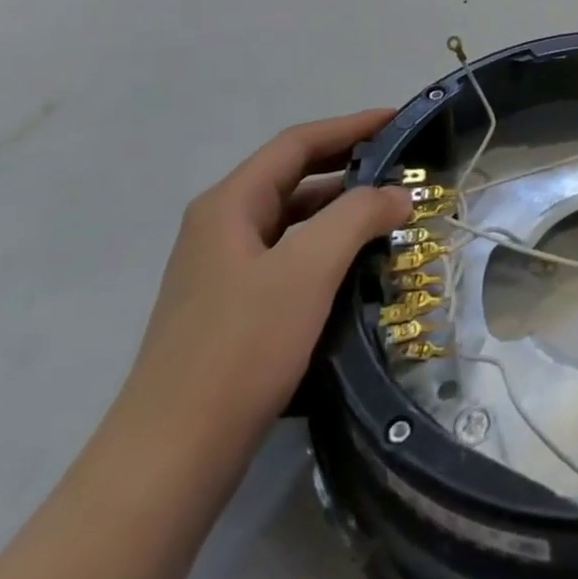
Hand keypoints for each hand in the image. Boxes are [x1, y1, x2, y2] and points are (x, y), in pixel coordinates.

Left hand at [114, 112, 411, 461]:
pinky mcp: (234, 309)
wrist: (172, 457)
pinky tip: (361, 266)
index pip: (298, 143)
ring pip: (295, 220)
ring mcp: (225, 271)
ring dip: (343, 210)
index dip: (351, 126)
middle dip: (350, 165)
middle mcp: (222, 227)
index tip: (399, 120)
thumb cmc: (240, 347)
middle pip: (294, 176)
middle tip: (405, 166)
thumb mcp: (308, 269)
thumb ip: (357, 217)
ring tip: (394, 215)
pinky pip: (292, 257)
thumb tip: (397, 195)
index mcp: (230, 205)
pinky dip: (330, 248)